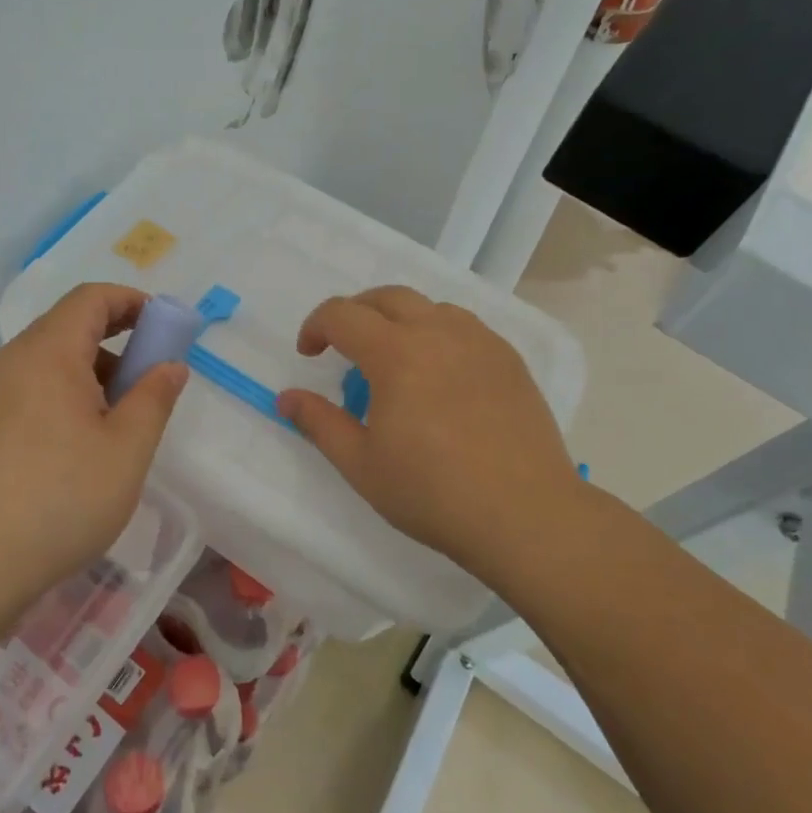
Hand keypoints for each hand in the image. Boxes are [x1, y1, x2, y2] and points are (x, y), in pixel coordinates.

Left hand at [0, 283, 187, 605]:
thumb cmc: (62, 497)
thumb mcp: (127, 448)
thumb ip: (154, 397)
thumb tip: (169, 366)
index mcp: (49, 351)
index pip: (91, 297)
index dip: (133, 301)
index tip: (166, 329)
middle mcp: (15, 359)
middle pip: (71, 323)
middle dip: (119, 336)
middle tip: (152, 375)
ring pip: (54, 358)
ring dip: (96, 368)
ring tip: (125, 415)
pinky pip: (36, 386)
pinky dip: (71, 392)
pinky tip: (87, 440)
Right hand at [276, 286, 580, 571]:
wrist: (526, 515)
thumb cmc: (433, 492)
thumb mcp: (361, 464)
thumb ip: (319, 423)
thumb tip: (285, 398)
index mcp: (396, 353)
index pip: (342, 314)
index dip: (316, 327)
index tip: (309, 355)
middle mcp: (438, 333)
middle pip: (386, 297)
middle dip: (355, 313)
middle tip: (344, 346)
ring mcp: (480, 343)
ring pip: (430, 306)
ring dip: (400, 319)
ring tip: (395, 358)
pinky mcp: (510, 361)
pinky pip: (465, 327)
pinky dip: (439, 334)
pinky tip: (441, 374)